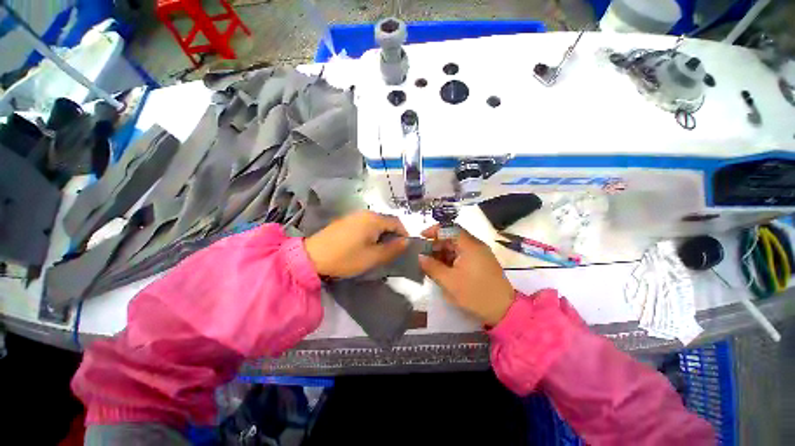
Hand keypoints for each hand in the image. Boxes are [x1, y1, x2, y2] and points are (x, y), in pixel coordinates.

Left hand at [305, 210, 408, 277]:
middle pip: (386, 221)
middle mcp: (365, 213)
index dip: (404, 234)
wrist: (312, 256)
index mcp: (374, 219)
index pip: (397, 222)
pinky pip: (365, 224)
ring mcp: (354, 215)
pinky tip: (365, 244)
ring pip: (375, 223)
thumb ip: (393, 249)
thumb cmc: (346, 257)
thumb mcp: (373, 257)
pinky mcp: (345, 220)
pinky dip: (371, 232)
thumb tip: (406, 241)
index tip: (404, 247)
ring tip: (379, 248)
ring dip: (381, 234)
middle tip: (392, 250)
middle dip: (392, 234)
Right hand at [419, 225, 513, 324]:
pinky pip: (462, 256)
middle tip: (423, 255)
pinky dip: (451, 260)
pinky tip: (442, 270)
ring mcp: (479, 254)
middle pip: (452, 237)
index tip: (421, 238)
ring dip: (442, 253)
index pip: (449, 228)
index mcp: (469, 245)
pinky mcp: (480, 263)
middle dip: (436, 244)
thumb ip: (432, 267)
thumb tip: (420, 257)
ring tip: (430, 264)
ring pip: (456, 247)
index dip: (434, 230)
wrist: (504, 311)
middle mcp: (475, 246)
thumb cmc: (475, 294)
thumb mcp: (449, 281)